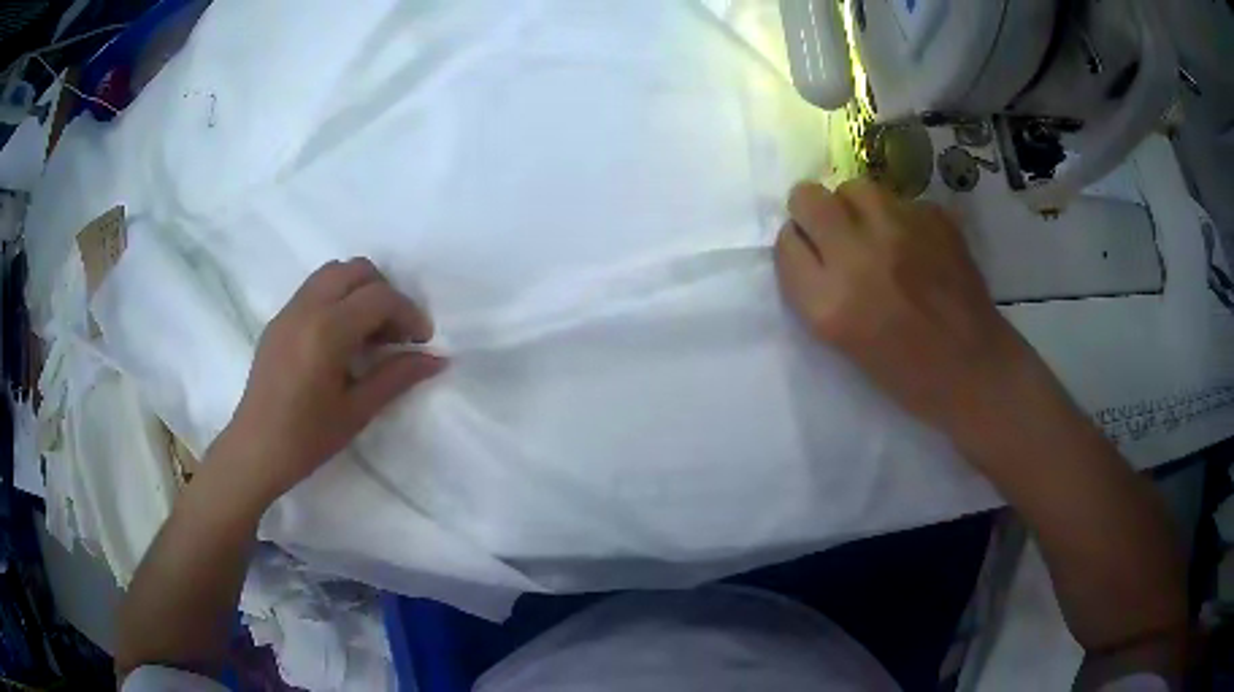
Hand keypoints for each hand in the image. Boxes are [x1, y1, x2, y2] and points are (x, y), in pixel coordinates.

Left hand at [215, 258, 445, 504]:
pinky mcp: (278, 320)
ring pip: (333, 273)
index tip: (421, 341)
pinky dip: (337, 299)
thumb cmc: (307, 438)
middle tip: (395, 333)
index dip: (409, 313)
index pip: (379, 297)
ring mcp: (289, 310)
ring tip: (368, 333)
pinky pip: (314, 289)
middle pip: (357, 270)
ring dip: (359, 291)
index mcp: (327, 330)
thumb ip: (397, 377)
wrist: (255, 450)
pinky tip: (340, 340)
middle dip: (385, 293)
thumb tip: (438, 359)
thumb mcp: (357, 411)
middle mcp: (307, 308)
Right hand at [774, 179, 1034, 443]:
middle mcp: (858, 257)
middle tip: (835, 233)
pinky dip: (901, 217)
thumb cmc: (906, 373)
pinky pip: (900, 200)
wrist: (975, 369)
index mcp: (829, 303)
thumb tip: (810, 241)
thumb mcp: (842, 341)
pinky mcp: (935, 219)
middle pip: (807, 197)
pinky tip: (916, 245)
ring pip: (854, 187)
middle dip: (813, 211)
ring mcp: (900, 231)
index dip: (798, 247)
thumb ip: (816, 288)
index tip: (813, 257)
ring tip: (877, 234)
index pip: (785, 243)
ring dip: (856, 206)